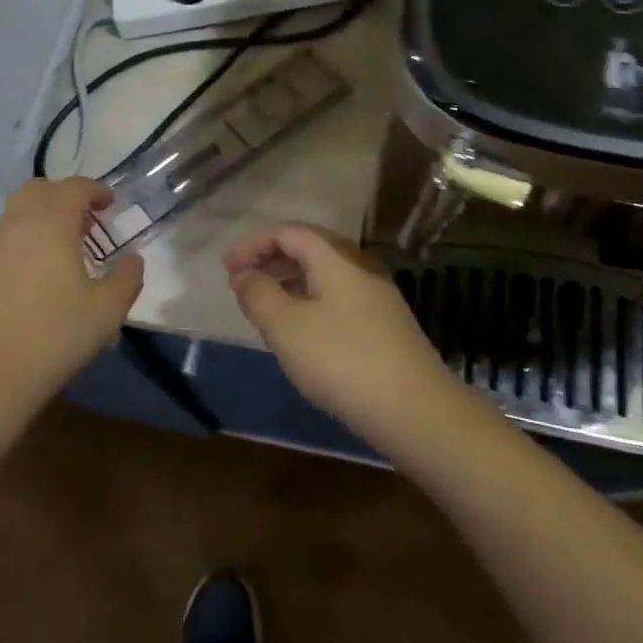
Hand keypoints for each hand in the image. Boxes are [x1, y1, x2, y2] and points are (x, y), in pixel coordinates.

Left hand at [0, 179, 144, 465]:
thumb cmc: (51, 339)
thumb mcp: (106, 312)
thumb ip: (126, 278)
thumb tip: (133, 259)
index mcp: (50, 224)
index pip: (74, 188)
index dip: (95, 190)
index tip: (109, 203)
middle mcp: (15, 226)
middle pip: (38, 191)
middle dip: (63, 197)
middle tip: (85, 222)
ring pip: (14, 216)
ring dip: (40, 220)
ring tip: (61, 253)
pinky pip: (0, 244)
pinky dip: (20, 245)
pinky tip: (32, 281)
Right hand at [224, 222, 457, 452]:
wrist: (416, 410)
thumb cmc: (342, 361)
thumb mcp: (287, 328)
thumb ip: (259, 295)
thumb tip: (245, 275)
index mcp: (335, 258)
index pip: (288, 232)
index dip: (253, 244)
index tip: (226, 269)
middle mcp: (359, 267)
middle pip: (309, 249)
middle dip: (270, 261)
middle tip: (242, 285)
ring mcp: (376, 296)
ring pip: (324, 276)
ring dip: (289, 283)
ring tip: (264, 308)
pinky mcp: (385, 325)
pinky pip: (337, 298)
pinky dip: (309, 302)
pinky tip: (300, 332)